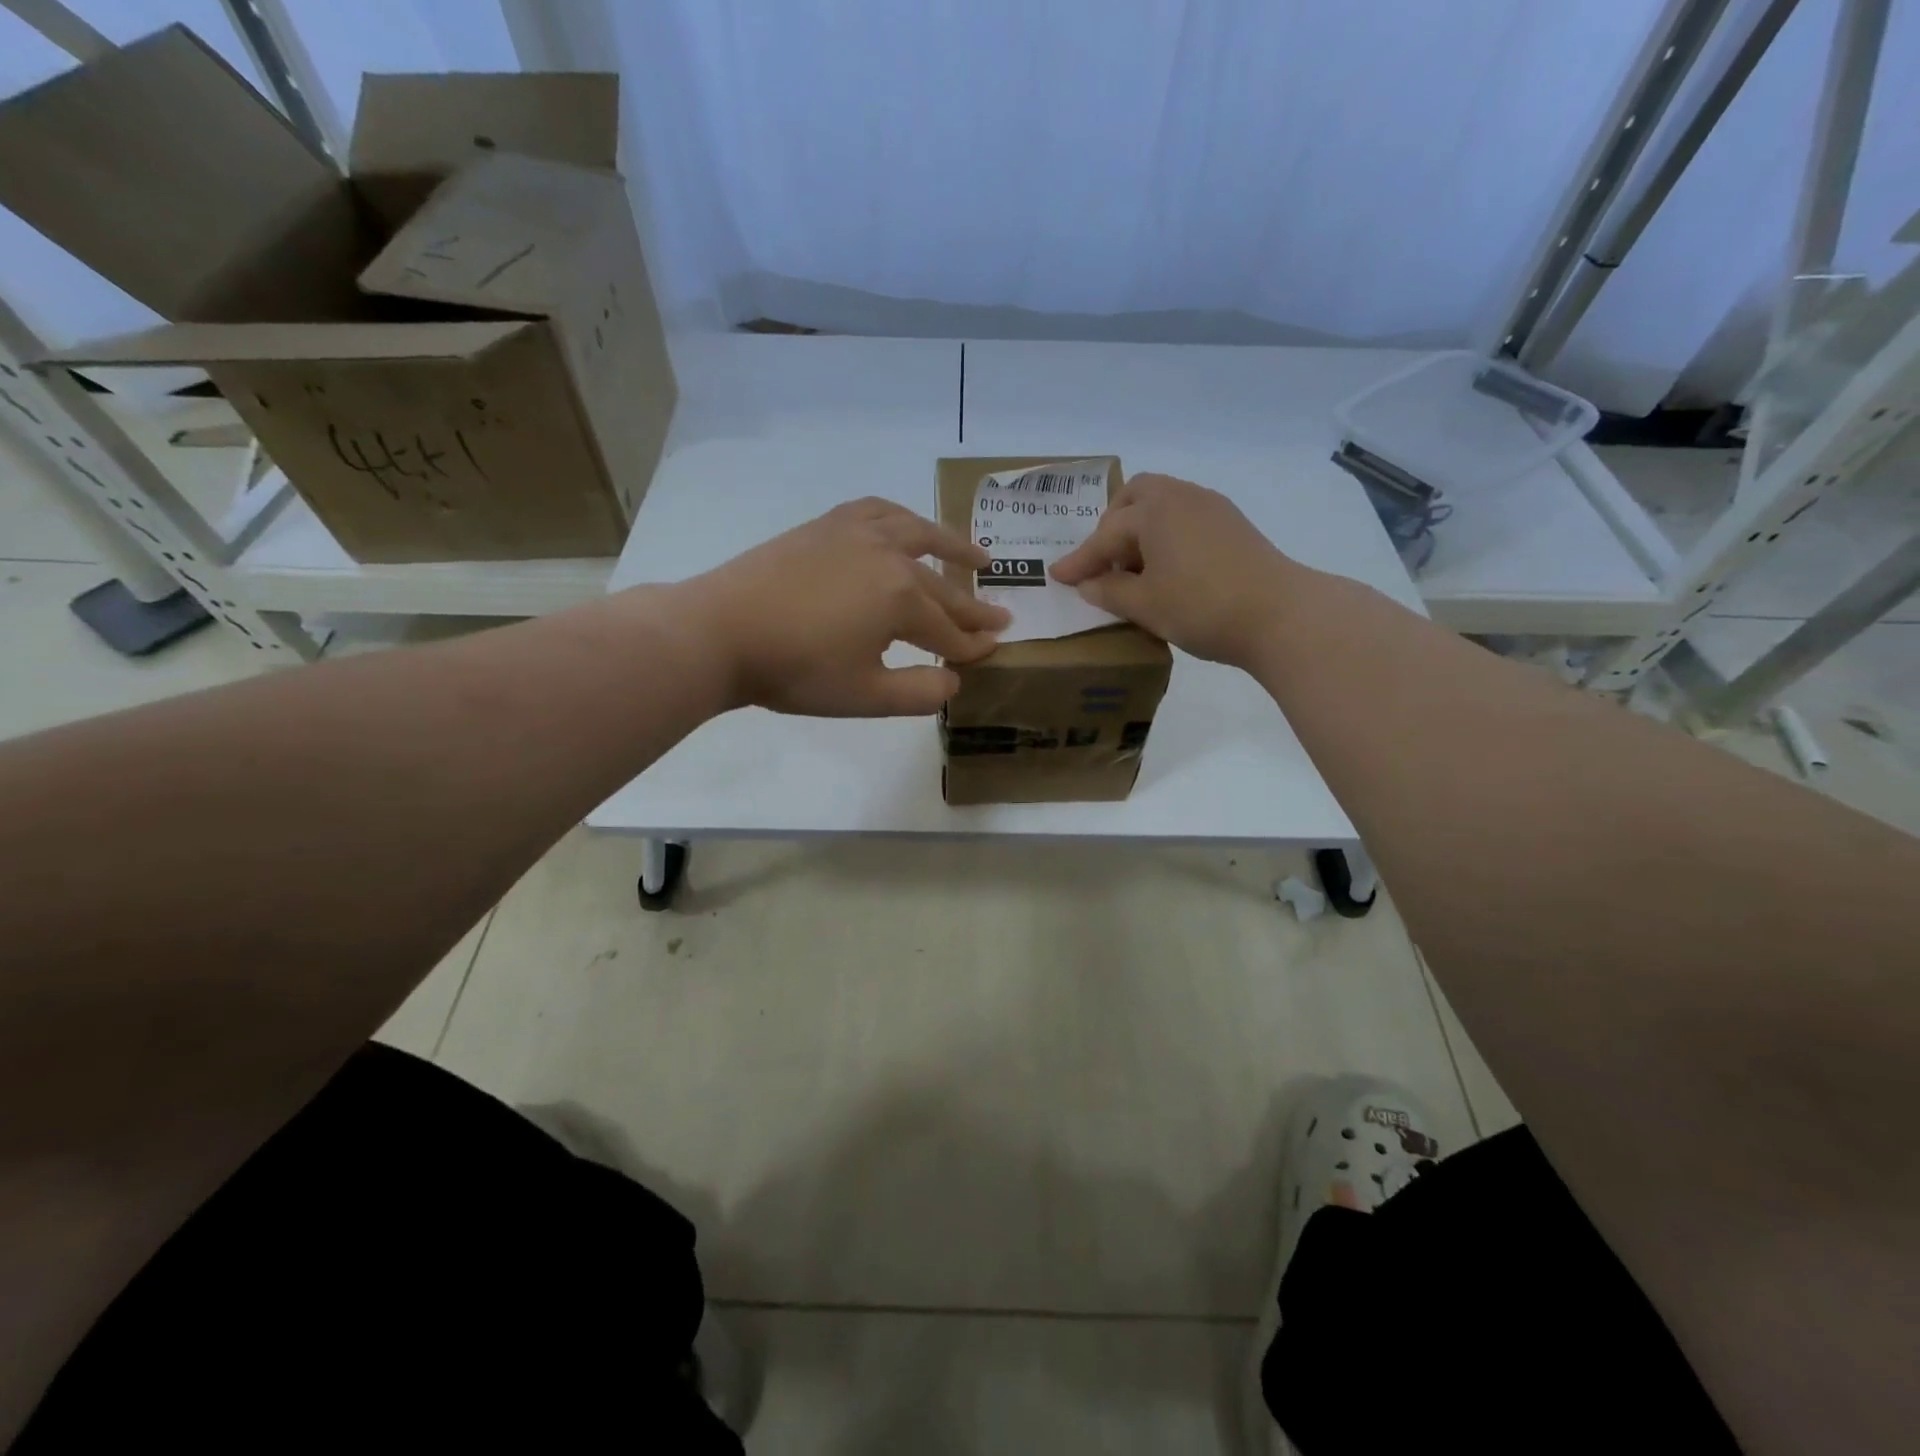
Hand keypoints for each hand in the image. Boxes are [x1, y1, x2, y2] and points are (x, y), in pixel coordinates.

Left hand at [671, 498, 1009, 716]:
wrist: (722, 632)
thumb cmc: (796, 670)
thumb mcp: (865, 696)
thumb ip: (919, 692)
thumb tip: (954, 681)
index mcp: (903, 598)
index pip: (949, 630)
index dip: (972, 647)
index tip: (993, 653)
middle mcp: (890, 555)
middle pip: (942, 586)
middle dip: (973, 607)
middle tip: (1001, 616)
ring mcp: (857, 533)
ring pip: (919, 533)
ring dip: (953, 546)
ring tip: (978, 557)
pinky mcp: (828, 524)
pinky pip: (878, 511)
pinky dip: (903, 518)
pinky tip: (907, 525)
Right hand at [1049, 472, 1300, 668]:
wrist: (1280, 615)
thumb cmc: (1201, 607)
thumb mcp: (1145, 605)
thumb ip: (1109, 592)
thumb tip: (1088, 585)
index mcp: (1154, 510)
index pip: (1105, 535)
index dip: (1080, 560)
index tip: (1057, 577)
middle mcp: (1182, 496)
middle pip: (1135, 498)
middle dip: (1112, 526)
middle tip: (1102, 562)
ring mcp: (1212, 508)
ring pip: (1163, 506)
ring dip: (1140, 531)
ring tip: (1133, 570)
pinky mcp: (1233, 526)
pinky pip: (1185, 519)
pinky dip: (1165, 537)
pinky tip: (1167, 569)